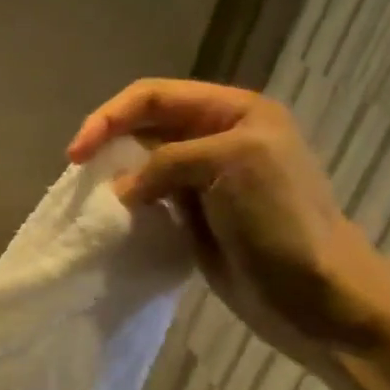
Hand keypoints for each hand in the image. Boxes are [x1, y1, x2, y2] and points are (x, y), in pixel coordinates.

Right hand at [68, 79, 389, 372]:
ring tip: (91, 195)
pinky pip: (147, 195)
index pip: (154, 96)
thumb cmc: (279, 220)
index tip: (76, 155)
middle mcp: (217, 136)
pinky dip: (125, 202)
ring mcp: (204, 177)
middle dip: (107, 142)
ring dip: (113, 174)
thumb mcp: (231, 163)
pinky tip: (114, 214)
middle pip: (144, 124)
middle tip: (79, 173)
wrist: (313, 294)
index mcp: (234, 112)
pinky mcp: (193, 213)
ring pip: (141, 161)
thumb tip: (120, 190)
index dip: (109, 117)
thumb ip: (167, 161)